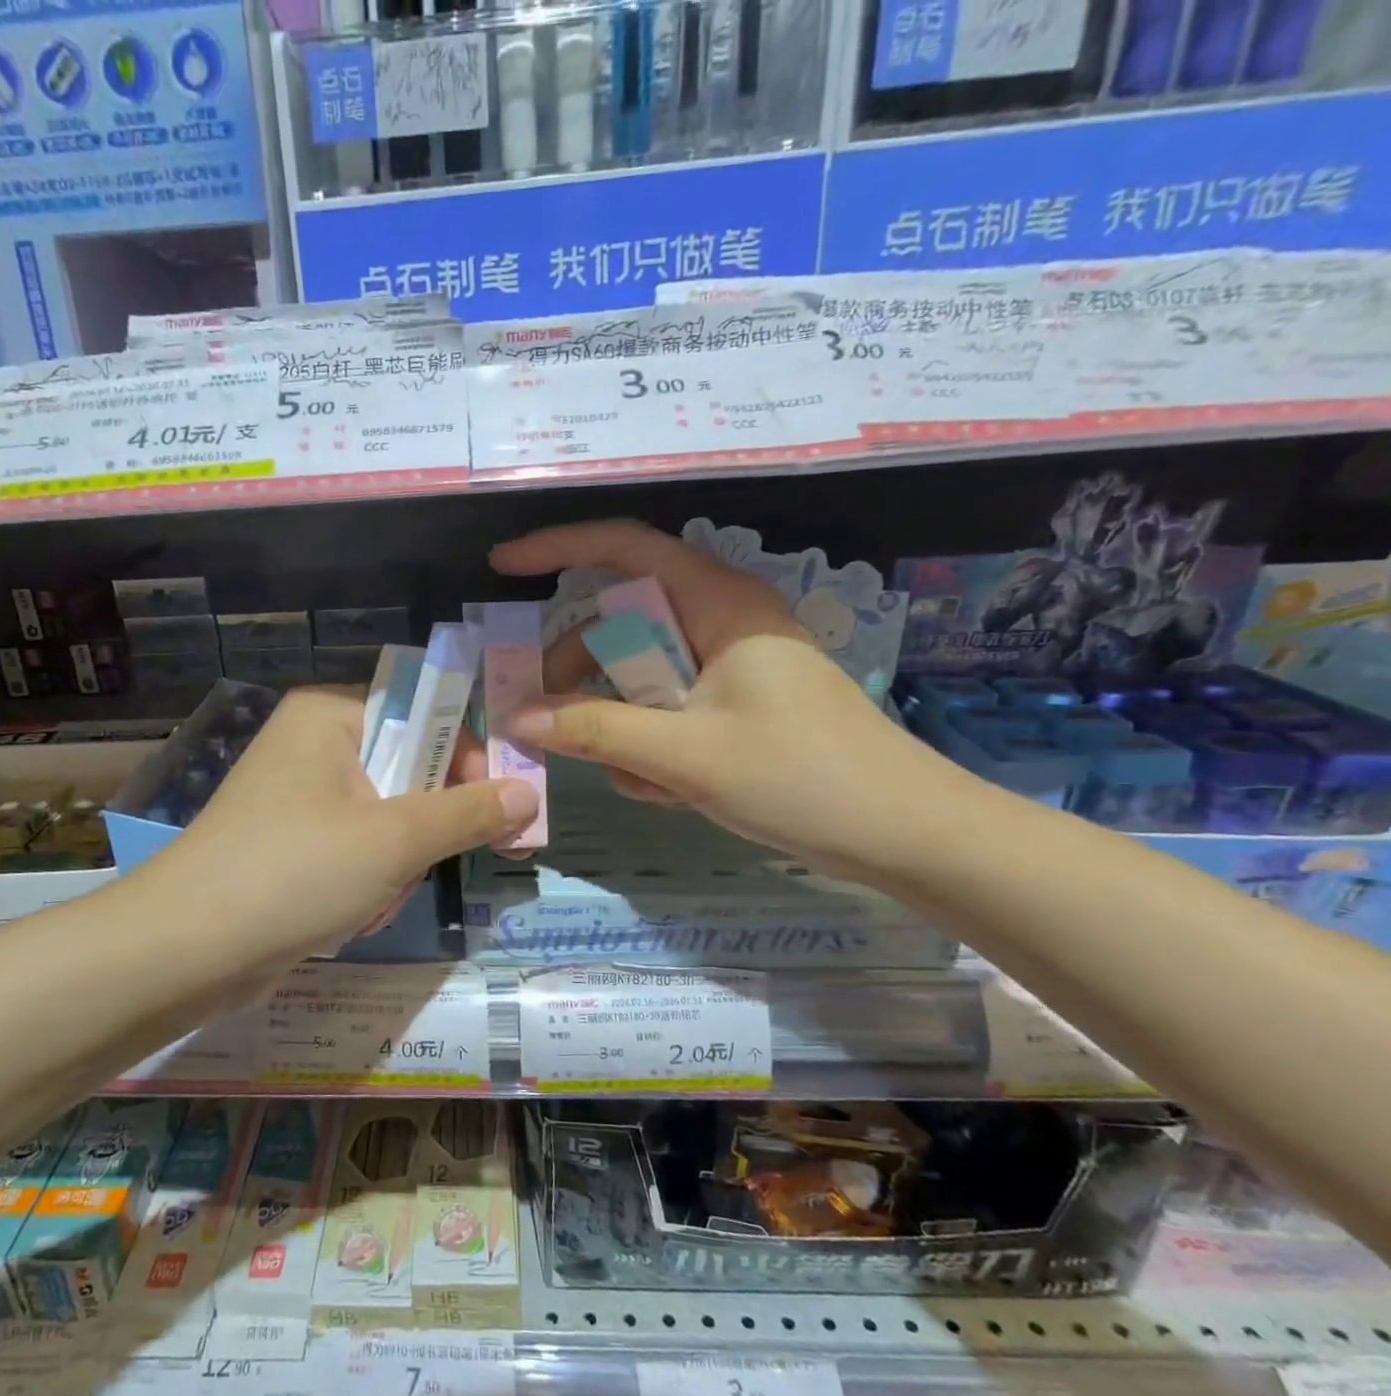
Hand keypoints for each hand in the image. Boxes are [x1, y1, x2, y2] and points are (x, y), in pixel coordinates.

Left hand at [135, 685, 539, 969]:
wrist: (186, 952)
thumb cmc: (295, 871)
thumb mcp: (395, 839)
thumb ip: (469, 812)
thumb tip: (530, 793)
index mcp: (330, 715)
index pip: (425, 713)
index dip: (468, 756)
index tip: (503, 805)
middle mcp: (313, 745)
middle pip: (410, 772)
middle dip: (421, 832)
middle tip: (419, 865)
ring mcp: (299, 798)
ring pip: (389, 821)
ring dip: (394, 868)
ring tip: (368, 898)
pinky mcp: (292, 846)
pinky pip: (358, 852)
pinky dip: (366, 885)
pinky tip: (346, 916)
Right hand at [490, 519, 956, 872]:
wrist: (904, 835)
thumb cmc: (802, 777)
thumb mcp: (685, 755)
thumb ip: (595, 731)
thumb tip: (517, 717)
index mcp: (718, 604)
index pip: (625, 548)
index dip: (558, 548)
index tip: (502, 566)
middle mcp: (719, 622)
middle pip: (621, 624)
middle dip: (580, 674)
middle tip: (540, 718)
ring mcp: (727, 667)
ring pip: (639, 678)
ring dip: (622, 728)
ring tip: (642, 781)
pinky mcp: (733, 706)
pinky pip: (665, 712)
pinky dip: (652, 749)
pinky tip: (671, 792)